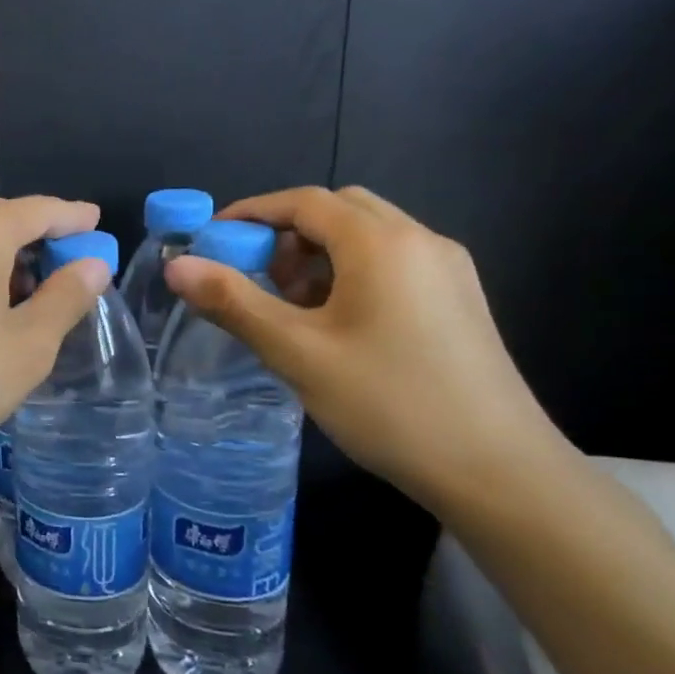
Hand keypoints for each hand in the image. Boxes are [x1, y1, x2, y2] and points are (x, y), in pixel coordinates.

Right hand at [164, 186, 567, 513]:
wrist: (499, 472)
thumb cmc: (388, 403)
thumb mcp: (296, 352)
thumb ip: (233, 302)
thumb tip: (175, 266)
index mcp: (382, 243)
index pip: (304, 201)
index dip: (250, 214)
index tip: (210, 242)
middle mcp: (421, 241)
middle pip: (339, 210)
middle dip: (286, 232)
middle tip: (253, 275)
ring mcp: (447, 271)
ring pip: (368, 236)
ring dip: (317, 254)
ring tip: (288, 306)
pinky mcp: (458, 301)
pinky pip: (391, 263)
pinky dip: (349, 273)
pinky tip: (333, 324)